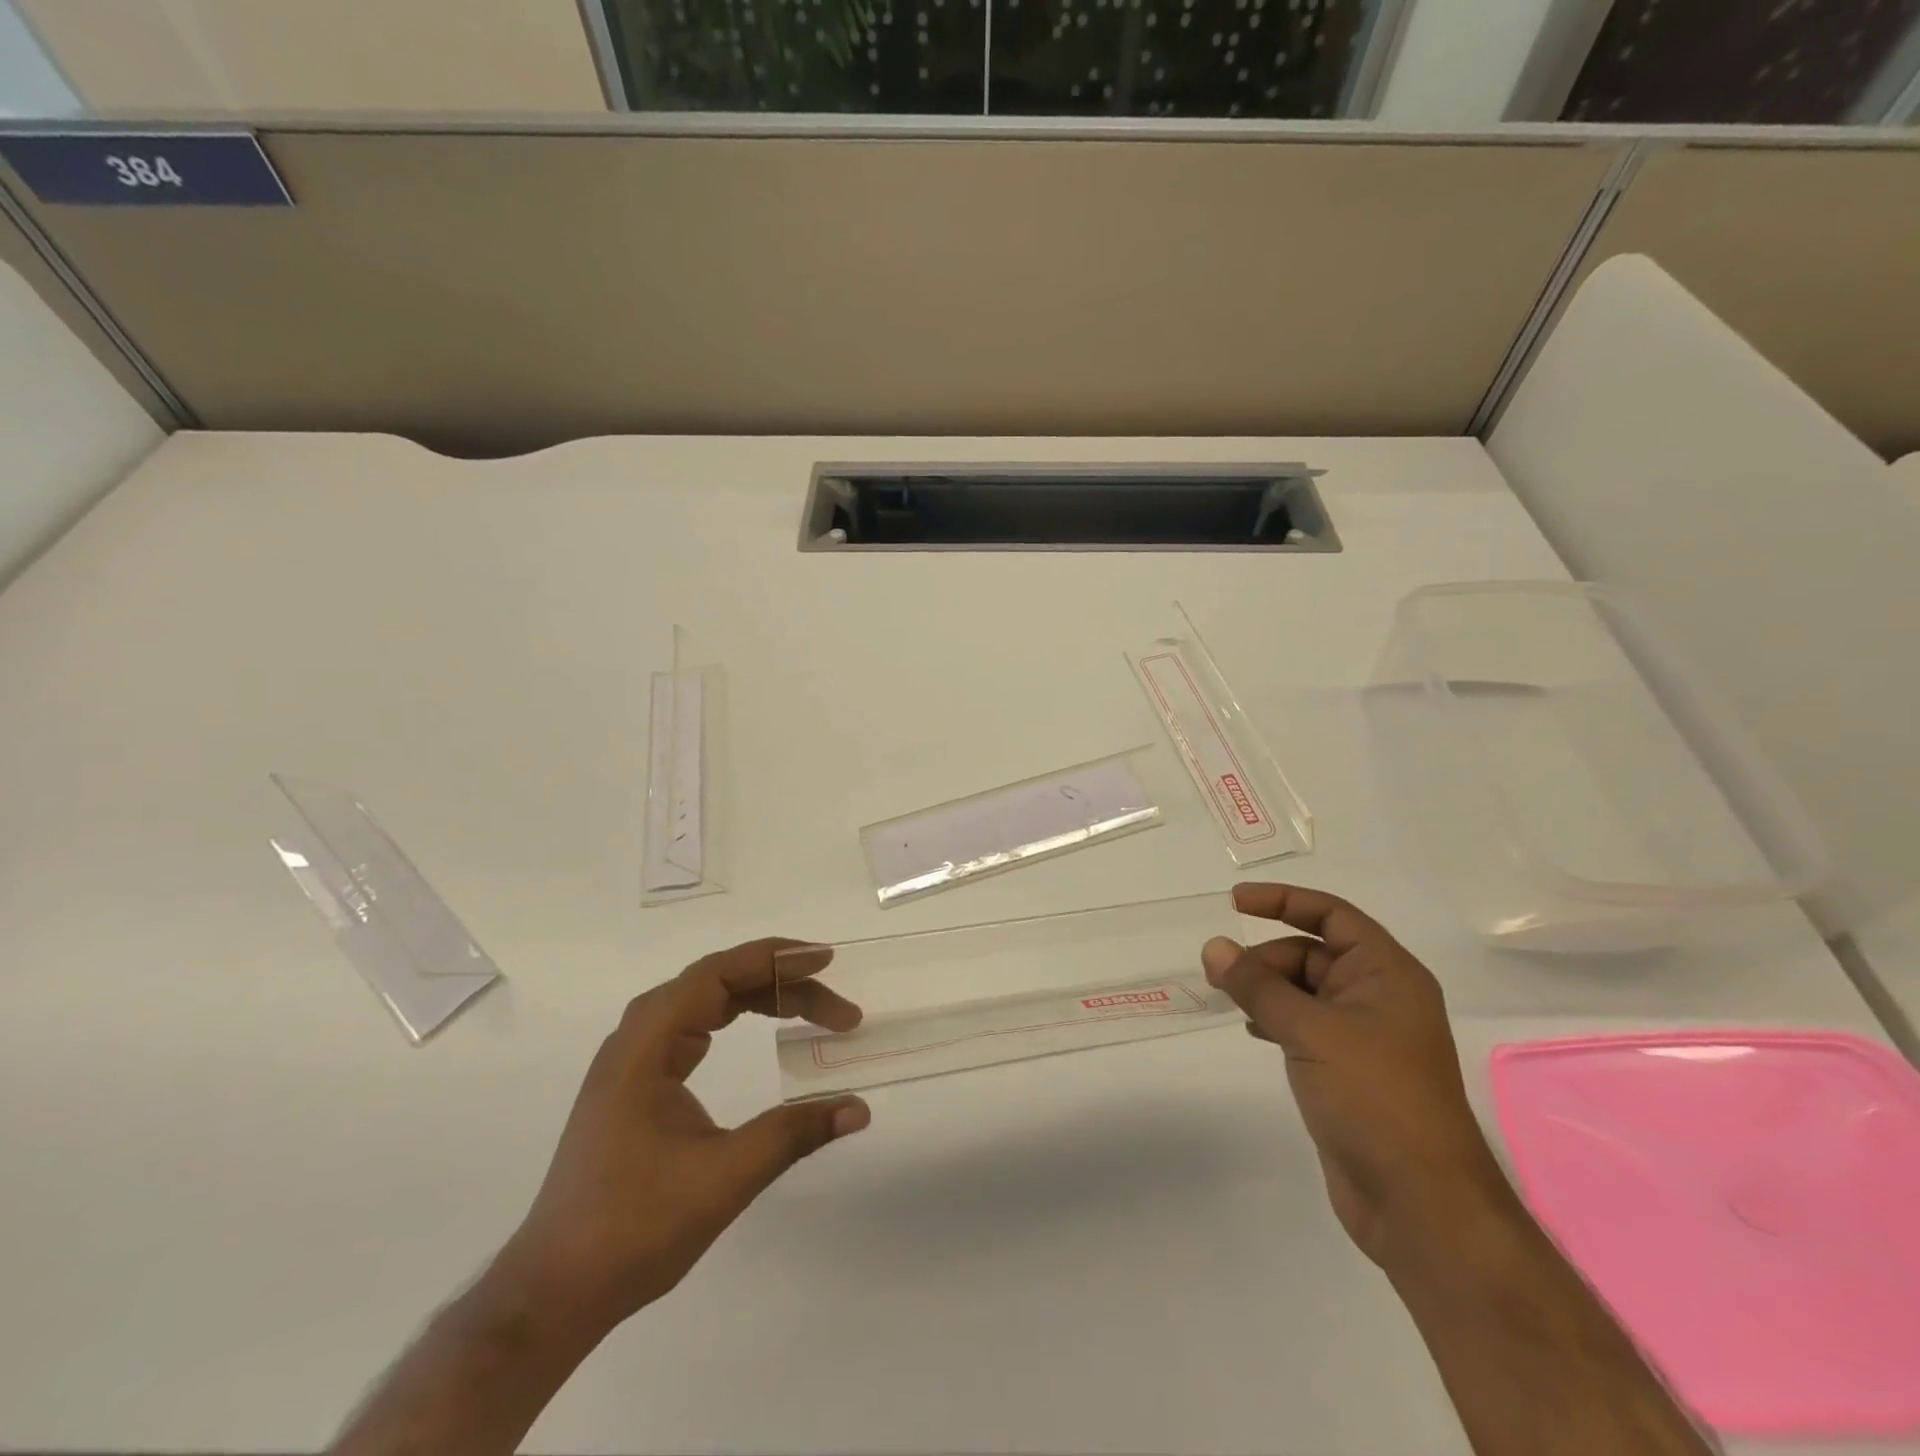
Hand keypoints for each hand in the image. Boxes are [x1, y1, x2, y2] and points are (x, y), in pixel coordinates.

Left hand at [504, 939, 869, 1334]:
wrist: (554, 1292)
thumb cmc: (634, 1227)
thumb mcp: (724, 1177)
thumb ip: (793, 1133)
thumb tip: (859, 1108)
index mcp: (646, 1044)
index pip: (717, 974)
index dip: (775, 959)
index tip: (825, 961)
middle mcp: (637, 1038)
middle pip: (717, 982)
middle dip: (780, 984)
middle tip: (836, 1006)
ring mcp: (634, 1061)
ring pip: (706, 1002)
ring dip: (761, 998)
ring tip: (811, 1010)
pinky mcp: (638, 1084)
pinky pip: (695, 1027)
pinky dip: (737, 1017)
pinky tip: (761, 1028)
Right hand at [1202, 884, 1510, 1268]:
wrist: (1420, 1203)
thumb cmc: (1374, 1098)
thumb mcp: (1310, 1031)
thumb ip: (1258, 986)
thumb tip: (1214, 947)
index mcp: (1387, 973)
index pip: (1331, 915)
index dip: (1283, 901)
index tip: (1234, 903)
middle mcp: (1379, 996)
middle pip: (1311, 953)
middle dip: (1265, 958)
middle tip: (1221, 976)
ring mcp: (1364, 1036)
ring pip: (1304, 991)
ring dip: (1266, 989)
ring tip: (1228, 1001)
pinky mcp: (1348, 1069)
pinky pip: (1303, 1024)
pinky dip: (1274, 1019)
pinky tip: (1252, 1031)